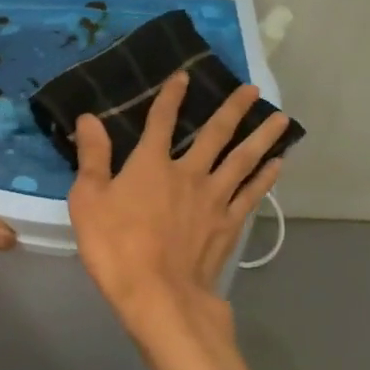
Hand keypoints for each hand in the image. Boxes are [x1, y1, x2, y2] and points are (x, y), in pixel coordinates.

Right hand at [68, 72, 287, 350]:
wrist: (158, 294)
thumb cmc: (116, 247)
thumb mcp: (88, 200)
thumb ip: (93, 157)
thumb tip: (90, 117)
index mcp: (151, 164)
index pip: (161, 121)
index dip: (171, 96)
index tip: (184, 75)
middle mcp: (188, 173)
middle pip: (215, 133)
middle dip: (233, 108)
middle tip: (253, 89)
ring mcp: (214, 199)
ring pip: (243, 159)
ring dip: (262, 136)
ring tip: (281, 118)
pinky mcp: (228, 224)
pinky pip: (251, 194)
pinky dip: (265, 177)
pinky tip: (278, 165)